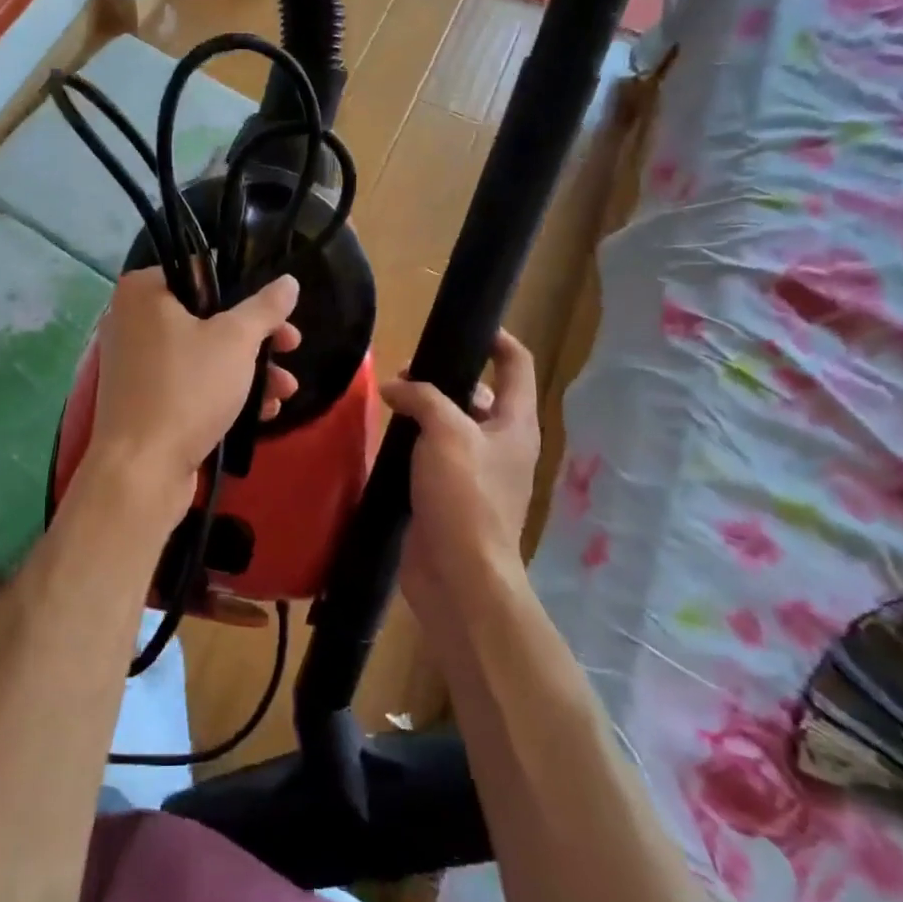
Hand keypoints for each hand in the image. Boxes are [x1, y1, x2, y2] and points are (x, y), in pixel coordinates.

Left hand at [85, 270, 301, 496]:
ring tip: (286, 391)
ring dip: (251, 370)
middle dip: (257, 339)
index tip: (277, 313)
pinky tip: (264, 412)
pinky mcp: (146, 399)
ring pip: (204, 354)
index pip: (202, 273)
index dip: (245, 293)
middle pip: (208, 317)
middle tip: (292, 346)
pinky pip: (191, 383)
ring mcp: (137, 363)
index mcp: (144, 291)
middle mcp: (133, 320)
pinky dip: (225, 392)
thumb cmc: (188, 389)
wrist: (142, 470)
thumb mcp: (236, 340)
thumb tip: (288, 281)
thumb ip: (265, 308)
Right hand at [379, 330, 540, 617]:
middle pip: (479, 395)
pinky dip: (413, 444)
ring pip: (451, 427)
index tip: (466, 324)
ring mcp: (475, 473)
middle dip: (443, 378)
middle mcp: (501, 444)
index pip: (517, 365)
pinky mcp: (448, 497)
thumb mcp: (447, 433)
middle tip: (402, 373)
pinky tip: (385, 440)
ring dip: (423, 412)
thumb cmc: (465, 497)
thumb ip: (422, 398)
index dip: (497, 339)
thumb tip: (395, 388)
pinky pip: (432, 458)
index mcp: (515, 424)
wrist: (460, 576)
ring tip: (387, 403)